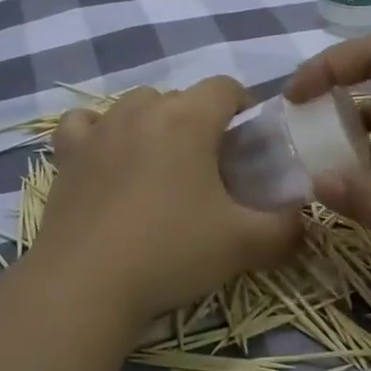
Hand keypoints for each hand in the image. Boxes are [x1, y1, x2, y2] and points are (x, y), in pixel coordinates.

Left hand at [32, 79, 300, 322]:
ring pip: (135, 106)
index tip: (248, 144)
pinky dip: (97, 132)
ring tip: (161, 167)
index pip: (225, 87)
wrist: (86, 284)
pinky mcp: (67, 154)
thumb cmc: (171, 252)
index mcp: (188, 118)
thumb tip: (303, 218)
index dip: (243, 108)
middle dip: (201, 122)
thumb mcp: (244, 244)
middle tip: (210, 169)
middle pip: (181, 97)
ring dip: (154, 124)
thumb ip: (286, 227)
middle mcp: (142, 110)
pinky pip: (84, 124)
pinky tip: (105, 157)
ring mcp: (100, 129)